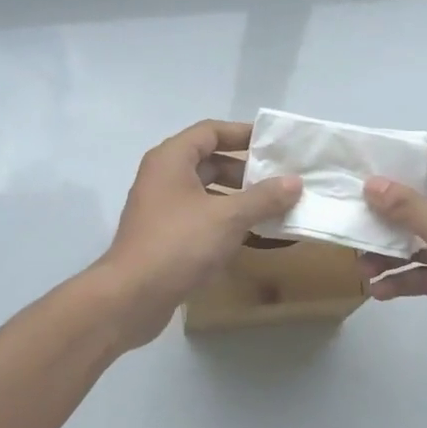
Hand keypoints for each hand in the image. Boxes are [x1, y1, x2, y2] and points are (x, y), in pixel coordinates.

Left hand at [94, 120, 301, 348]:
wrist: (132, 296)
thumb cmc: (179, 244)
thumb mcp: (228, 217)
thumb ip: (263, 198)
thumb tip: (295, 182)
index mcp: (171, 159)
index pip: (210, 131)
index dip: (242, 134)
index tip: (274, 144)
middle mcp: (162, 177)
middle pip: (209, 161)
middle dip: (245, 170)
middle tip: (279, 180)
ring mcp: (161, 208)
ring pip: (205, 192)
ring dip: (237, 198)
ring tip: (272, 208)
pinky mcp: (164, 236)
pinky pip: (200, 217)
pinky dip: (224, 221)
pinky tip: (250, 235)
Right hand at [359, 145, 426, 398]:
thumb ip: (410, 208)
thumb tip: (372, 183)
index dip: (414, 158)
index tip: (373, 161)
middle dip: (391, 213)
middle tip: (355, 215)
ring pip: (422, 242)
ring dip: (391, 251)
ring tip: (363, 266)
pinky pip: (424, 273)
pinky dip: (402, 279)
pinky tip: (379, 291)